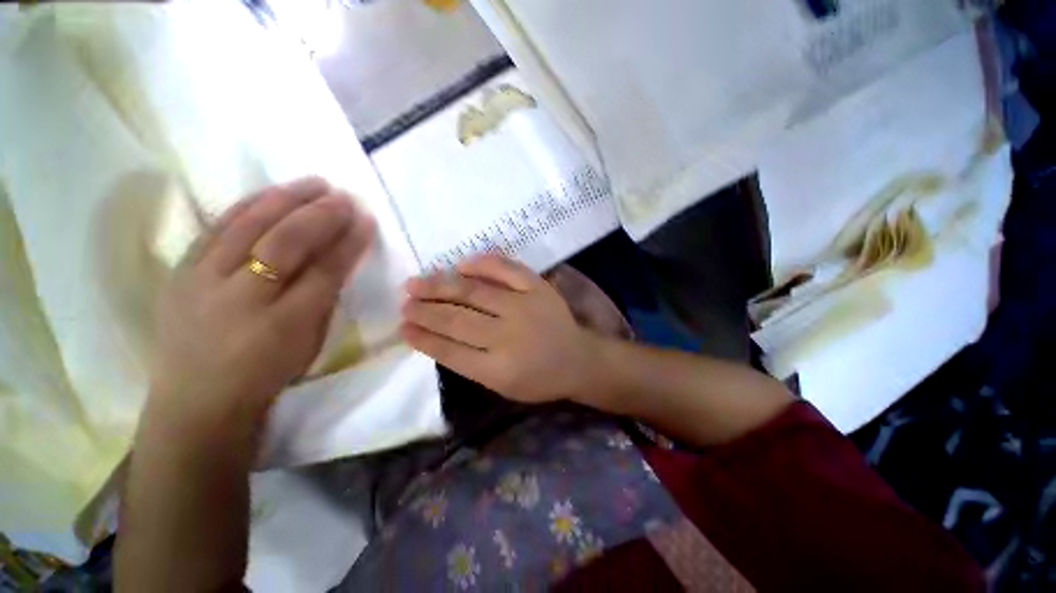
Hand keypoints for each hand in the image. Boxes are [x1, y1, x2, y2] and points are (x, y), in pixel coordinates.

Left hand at [148, 177, 375, 426]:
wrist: (196, 401)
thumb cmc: (264, 375)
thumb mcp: (308, 344)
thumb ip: (324, 299)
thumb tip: (338, 258)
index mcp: (283, 325)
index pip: (325, 271)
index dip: (348, 243)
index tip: (366, 220)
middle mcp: (240, 299)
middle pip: (285, 243)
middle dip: (320, 216)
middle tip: (343, 197)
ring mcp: (201, 282)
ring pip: (247, 227)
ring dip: (284, 200)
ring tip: (312, 184)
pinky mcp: (179, 272)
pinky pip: (216, 228)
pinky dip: (246, 206)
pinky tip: (269, 194)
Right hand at [401, 254, 597, 403]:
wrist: (578, 359)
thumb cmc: (539, 378)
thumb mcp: (502, 385)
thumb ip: (469, 363)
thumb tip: (435, 336)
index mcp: (498, 370)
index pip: (449, 351)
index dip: (423, 337)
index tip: (402, 326)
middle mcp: (508, 337)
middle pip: (457, 320)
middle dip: (425, 310)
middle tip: (404, 301)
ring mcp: (524, 307)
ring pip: (474, 293)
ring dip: (441, 286)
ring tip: (417, 283)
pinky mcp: (538, 288)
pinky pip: (507, 269)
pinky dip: (482, 264)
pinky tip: (461, 264)